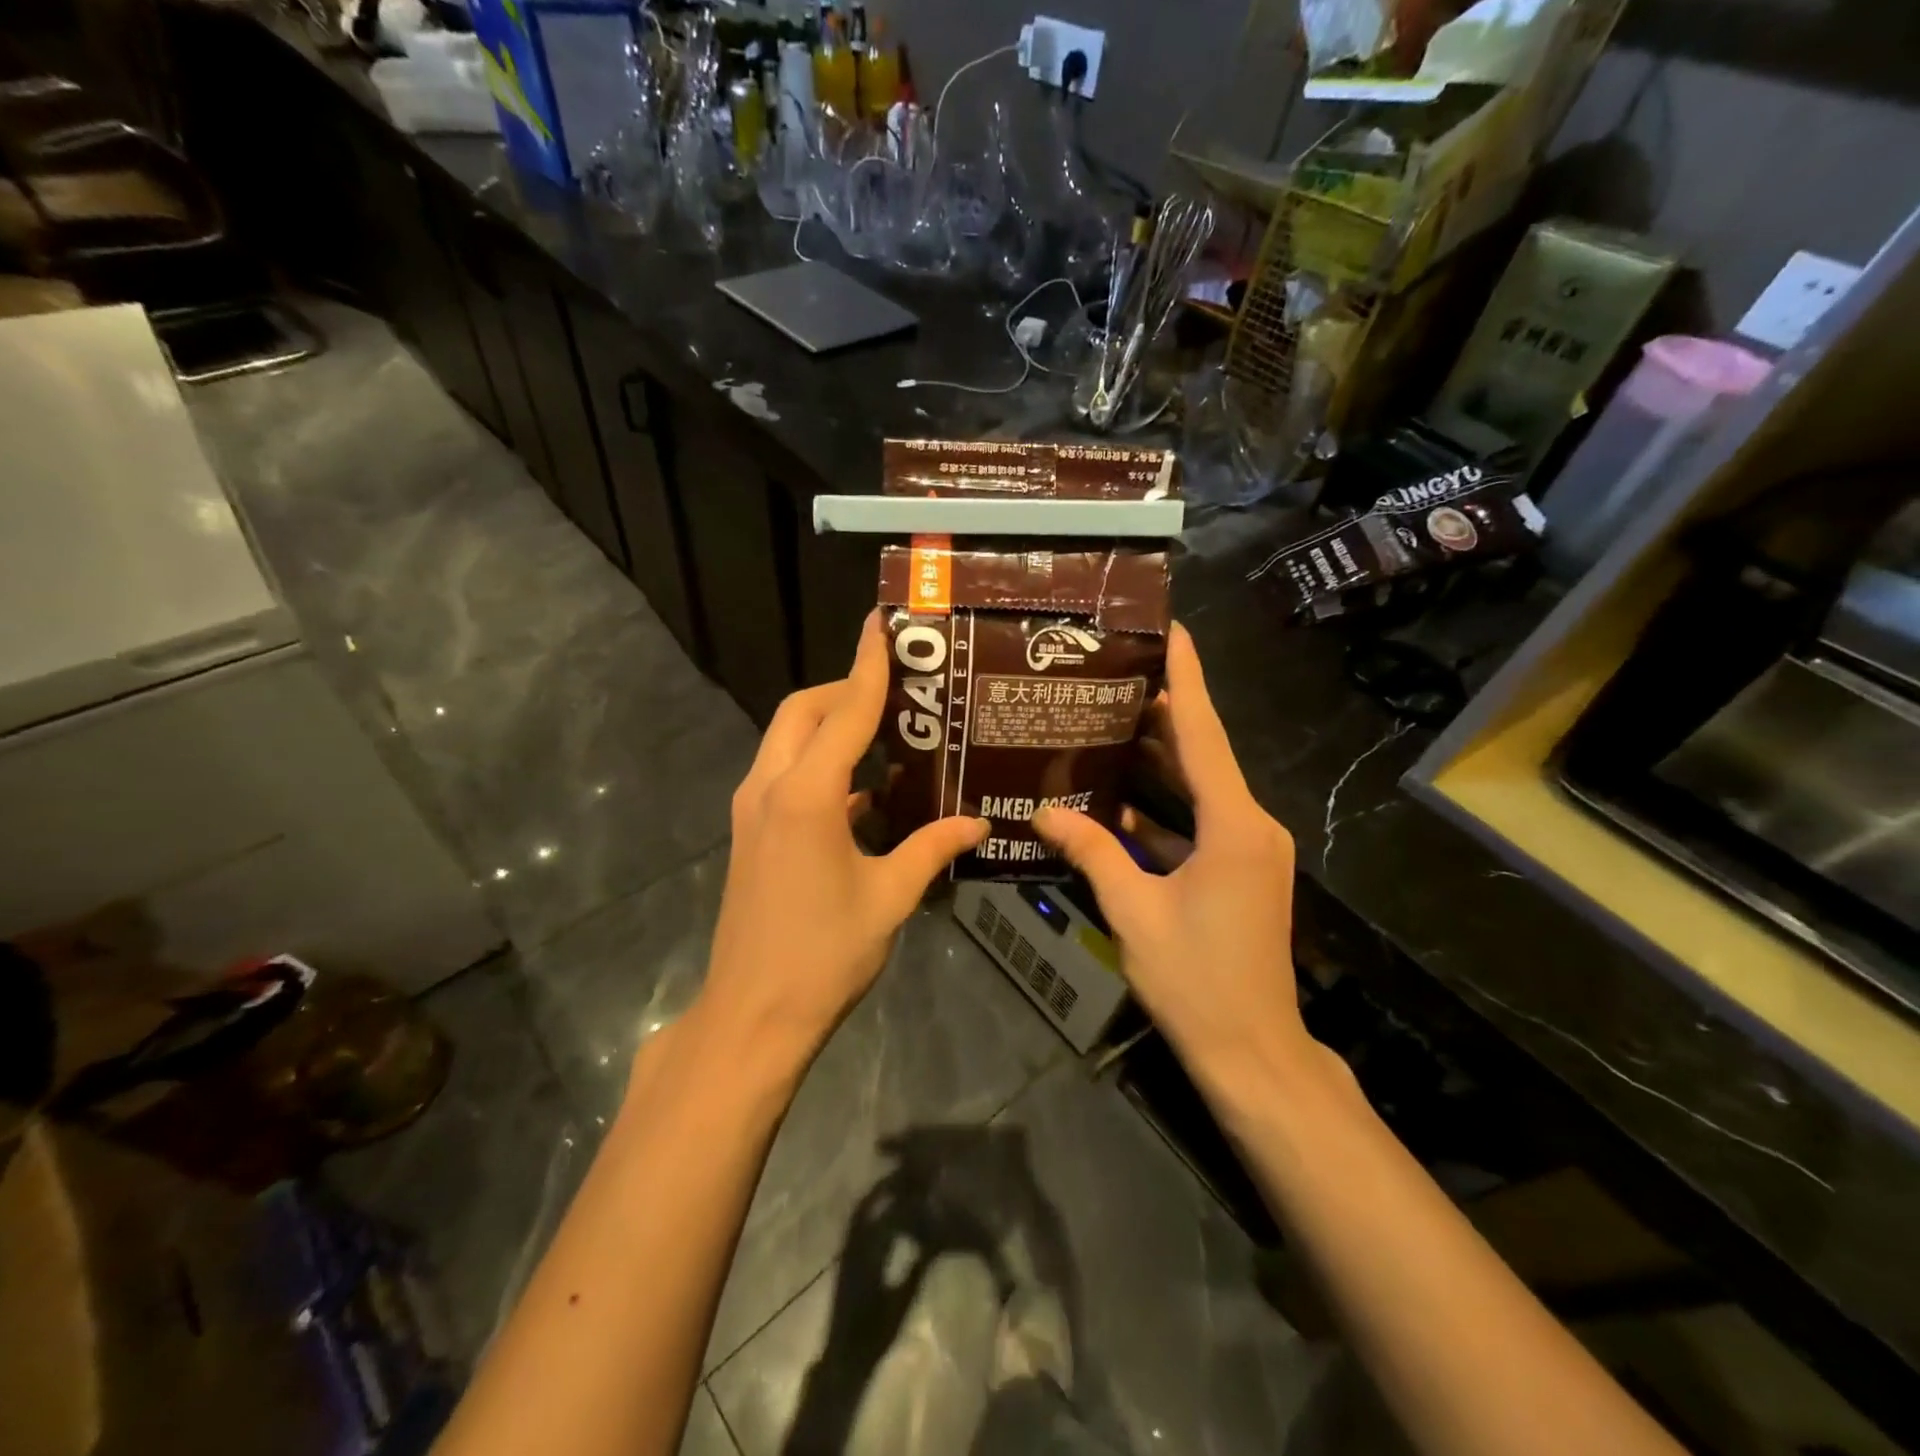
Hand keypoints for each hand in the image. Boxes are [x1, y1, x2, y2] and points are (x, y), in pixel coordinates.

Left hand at [693, 613, 988, 1067]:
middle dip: (844, 689)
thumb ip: (933, 848)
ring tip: (884, 731)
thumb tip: (978, 823)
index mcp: (807, 795)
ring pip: (787, 740)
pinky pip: (785, 775)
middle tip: (897, 690)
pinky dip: (819, 764)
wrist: (751, 1015)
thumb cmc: (824, 955)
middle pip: (802, 711)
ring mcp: (752, 810)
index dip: (868, 665)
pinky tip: (863, 790)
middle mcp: (771, 788)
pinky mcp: (750, 833)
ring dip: (828, 724)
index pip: (844, 711)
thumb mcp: (890, 897)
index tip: (881, 623)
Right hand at [1033, 624, 1321, 1106]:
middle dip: (1162, 713)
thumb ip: (1092, 853)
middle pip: (1202, 754)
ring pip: (1198, 788)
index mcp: (1234, 826)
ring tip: (1106, 721)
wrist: (1251, 1052)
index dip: (1187, 678)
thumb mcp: (1134, 912)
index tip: (1173, 629)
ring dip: (1157, 761)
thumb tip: (1044, 812)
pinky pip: (1196, 824)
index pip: (1204, 735)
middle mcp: (1250, 826)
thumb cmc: (1196, 980)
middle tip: (1114, 673)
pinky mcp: (1239, 871)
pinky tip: (1114, 800)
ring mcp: (1248, 850)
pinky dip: (1160, 810)